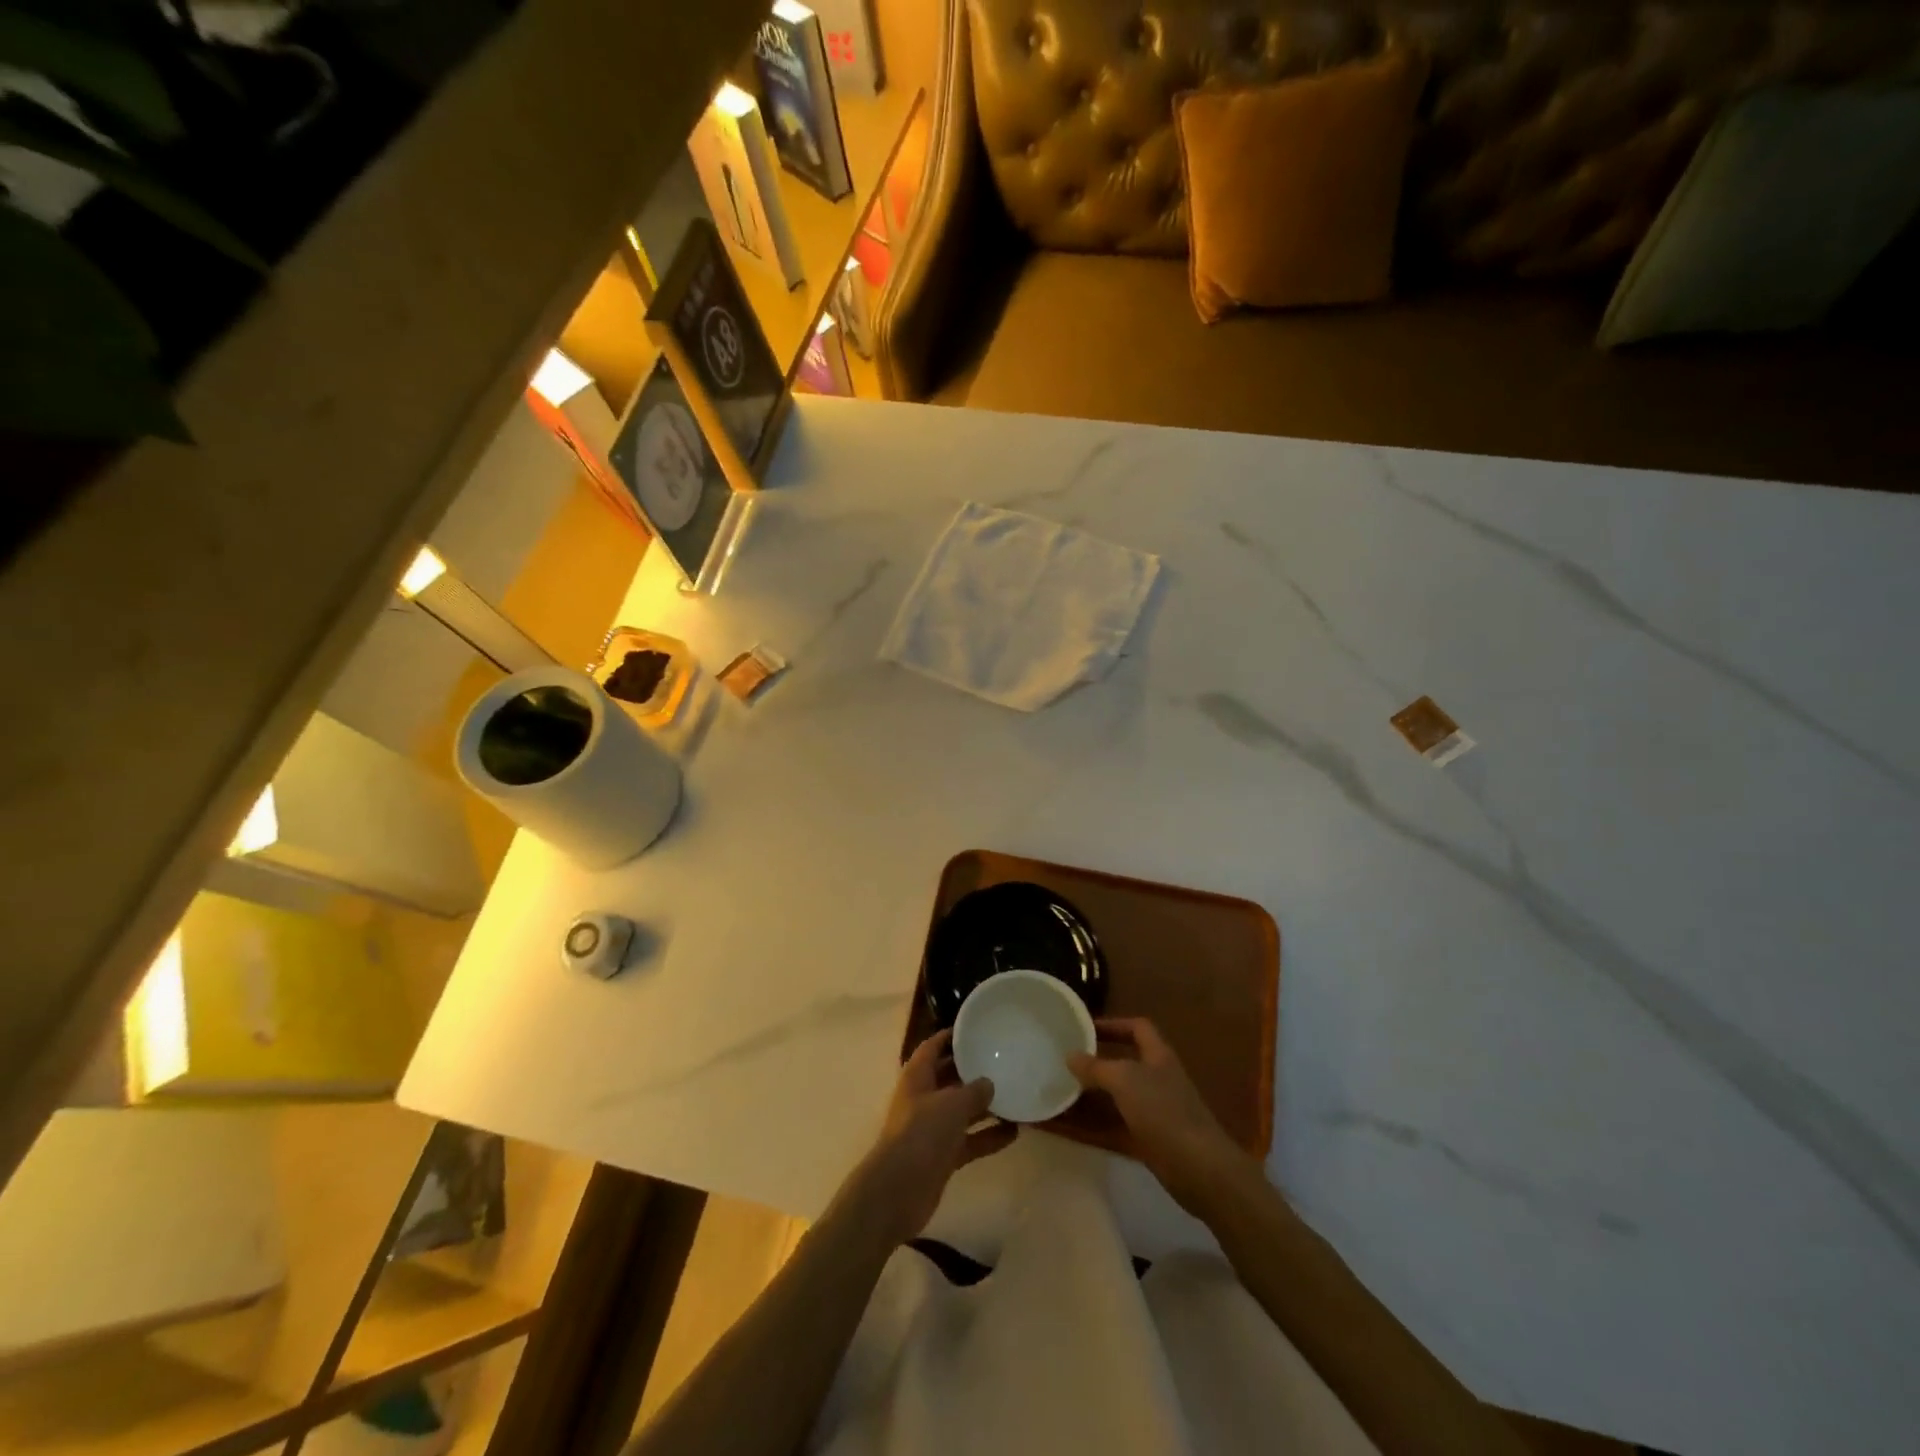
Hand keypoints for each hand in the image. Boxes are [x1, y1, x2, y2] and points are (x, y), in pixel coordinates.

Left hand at [842, 1030, 1016, 1246]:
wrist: (898, 1191)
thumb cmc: (922, 1134)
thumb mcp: (951, 1104)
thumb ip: (973, 1091)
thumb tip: (989, 1083)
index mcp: (917, 1077)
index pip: (932, 1047)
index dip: (950, 1036)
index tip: (974, 1029)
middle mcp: (923, 1099)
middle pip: (949, 1078)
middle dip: (972, 1071)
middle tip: (1001, 1060)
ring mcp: (932, 1129)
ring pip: (962, 1111)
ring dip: (985, 1106)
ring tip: (1015, 1095)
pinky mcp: (942, 1156)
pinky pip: (969, 1140)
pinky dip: (988, 1136)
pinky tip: (1015, 1132)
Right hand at [1068, 1017, 1251, 1216]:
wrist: (1199, 1168)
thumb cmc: (1164, 1111)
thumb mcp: (1125, 1081)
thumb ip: (1096, 1067)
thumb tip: (1070, 1055)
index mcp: (1159, 1056)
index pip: (1137, 1027)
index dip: (1114, 1024)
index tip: (1086, 1028)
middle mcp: (1159, 1078)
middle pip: (1128, 1061)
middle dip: (1100, 1059)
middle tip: (1070, 1060)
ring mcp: (1157, 1110)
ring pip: (1122, 1094)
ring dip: (1098, 1092)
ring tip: (1068, 1089)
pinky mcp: (1152, 1138)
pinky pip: (1120, 1124)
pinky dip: (1100, 1123)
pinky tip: (1078, 1126)